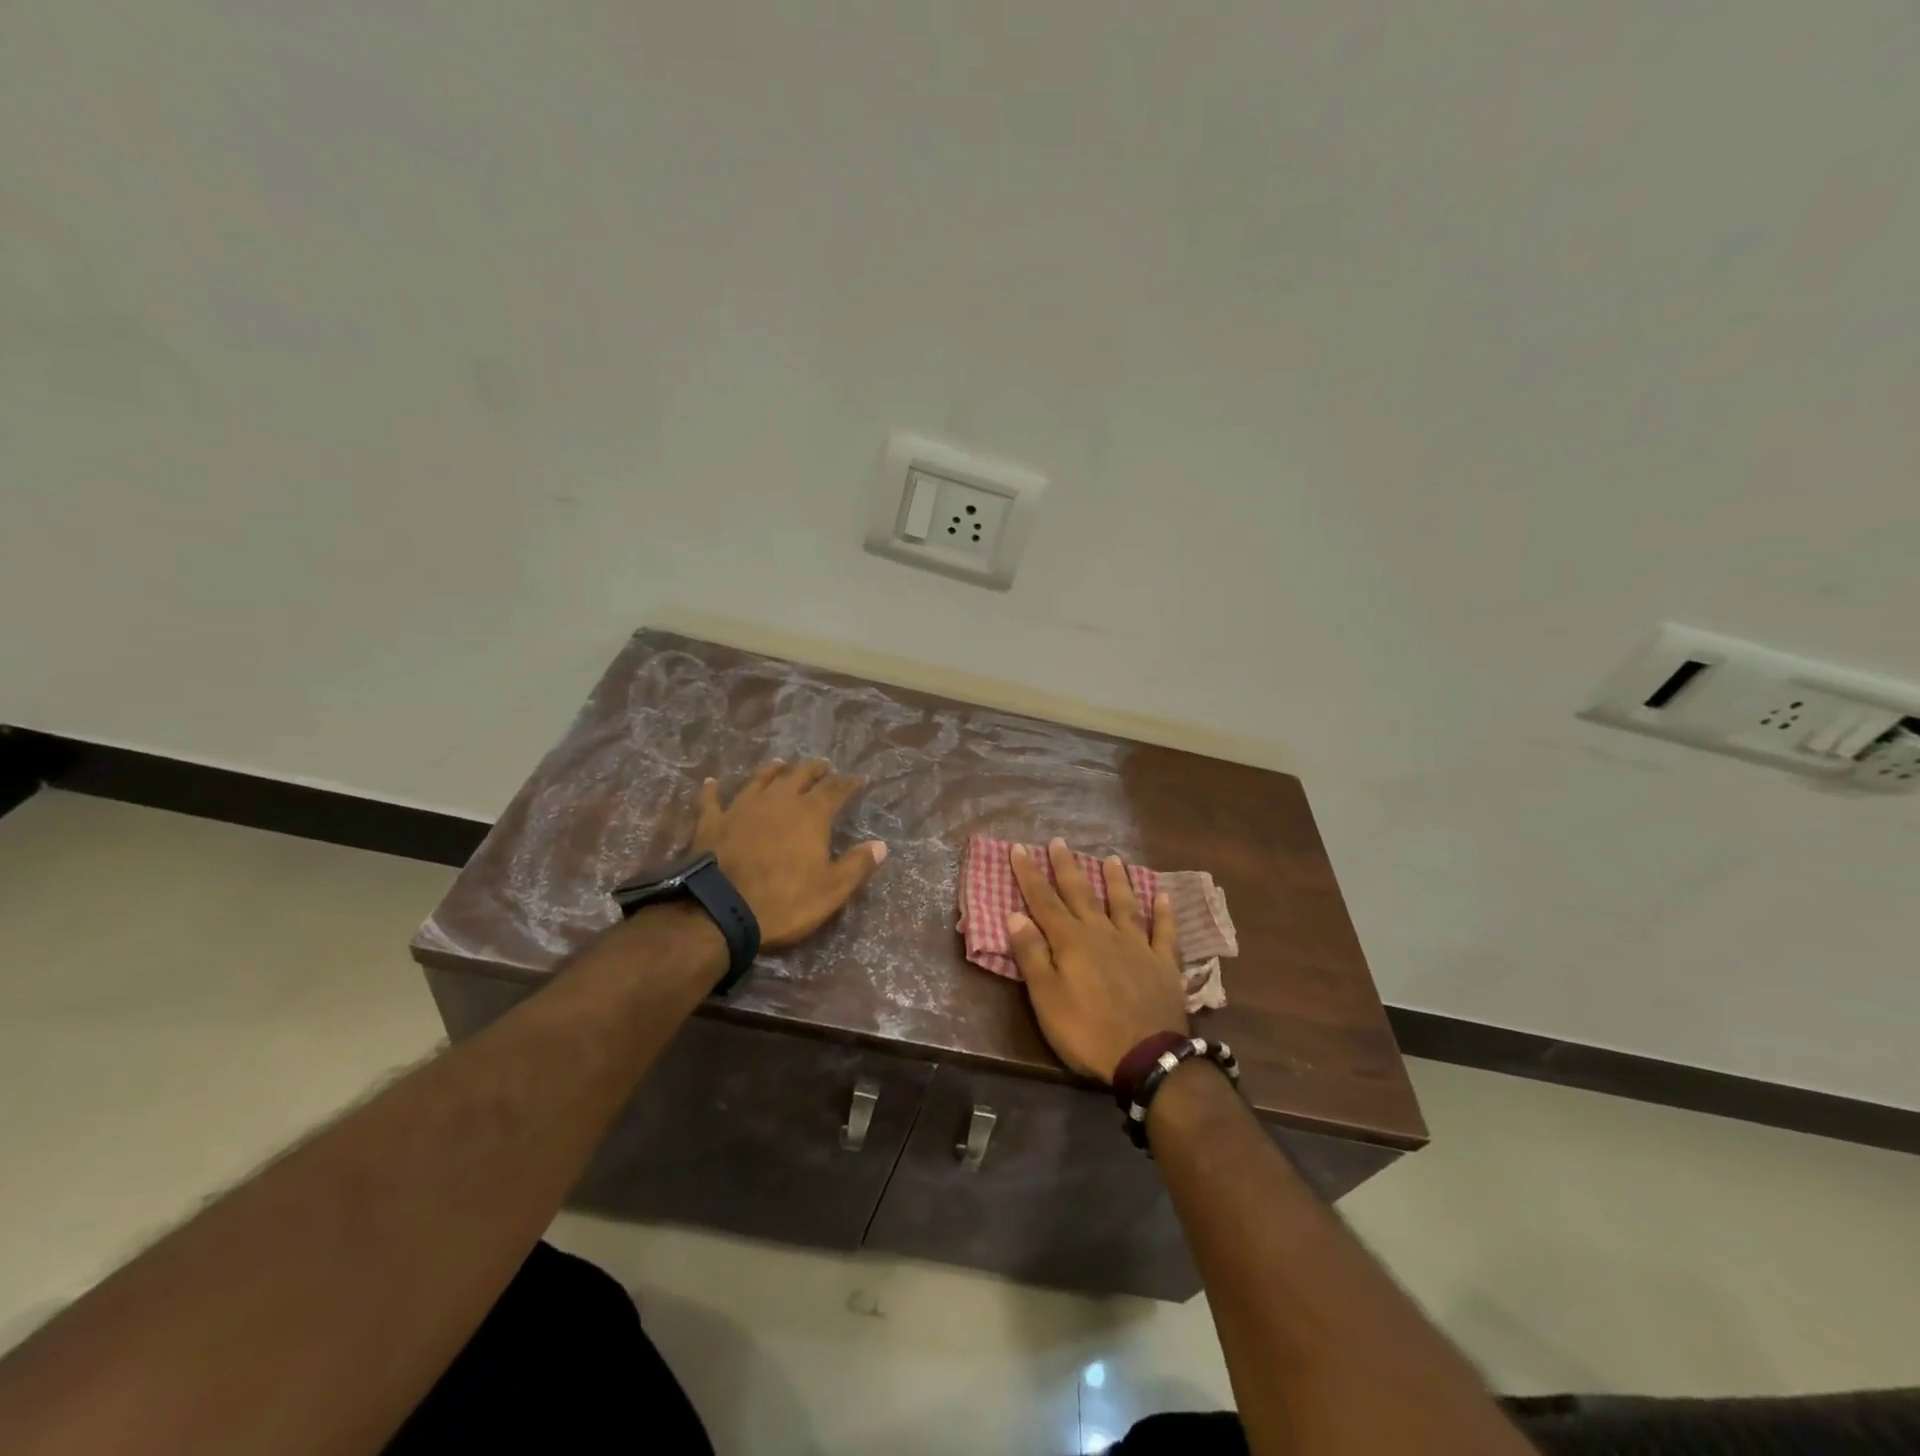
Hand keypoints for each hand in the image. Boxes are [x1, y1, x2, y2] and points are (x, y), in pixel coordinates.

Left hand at [690, 760, 886, 946]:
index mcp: (811, 815)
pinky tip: (712, 782)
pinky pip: (712, 800)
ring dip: (773, 771)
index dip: (848, 784)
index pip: (835, 790)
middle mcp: (778, 801)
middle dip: (815, 770)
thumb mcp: (831, 890)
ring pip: (761, 779)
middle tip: (823, 766)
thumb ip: (857, 865)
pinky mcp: (712, 821)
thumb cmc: (784, 902)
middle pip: (800, 776)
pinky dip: (713, 790)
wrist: (720, 910)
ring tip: (782, 764)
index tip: (857, 780)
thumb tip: (880, 845)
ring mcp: (742, 807)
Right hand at [1005, 840, 1188, 1082]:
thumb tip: (1014, 915)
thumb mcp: (1046, 998)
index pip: (1043, 901)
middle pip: (1081, 893)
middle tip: (1059, 841)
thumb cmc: (1087, 1031)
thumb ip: (1031, 955)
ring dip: (1116, 880)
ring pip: (1124, 904)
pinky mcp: (1164, 963)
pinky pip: (1164, 931)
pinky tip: (1164, 896)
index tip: (1019, 848)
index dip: (1029, 875)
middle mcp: (1103, 933)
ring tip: (1112, 858)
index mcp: (1071, 941)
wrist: (1148, 1057)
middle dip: (1067, 867)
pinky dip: (1164, 913)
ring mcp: (1137, 945)